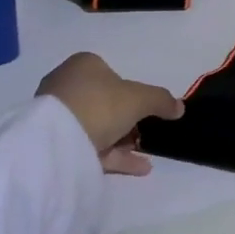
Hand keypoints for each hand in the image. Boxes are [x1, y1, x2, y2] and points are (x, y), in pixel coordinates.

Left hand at [38, 53, 183, 176]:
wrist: (57, 140)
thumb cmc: (99, 104)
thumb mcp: (138, 98)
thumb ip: (161, 100)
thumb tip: (179, 107)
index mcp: (84, 65)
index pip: (112, 75)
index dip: (132, 94)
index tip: (147, 112)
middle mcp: (67, 84)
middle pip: (105, 103)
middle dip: (128, 122)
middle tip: (147, 136)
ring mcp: (58, 114)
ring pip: (98, 127)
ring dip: (123, 141)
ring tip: (146, 157)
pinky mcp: (55, 141)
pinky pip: (90, 147)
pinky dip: (114, 155)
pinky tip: (139, 168)